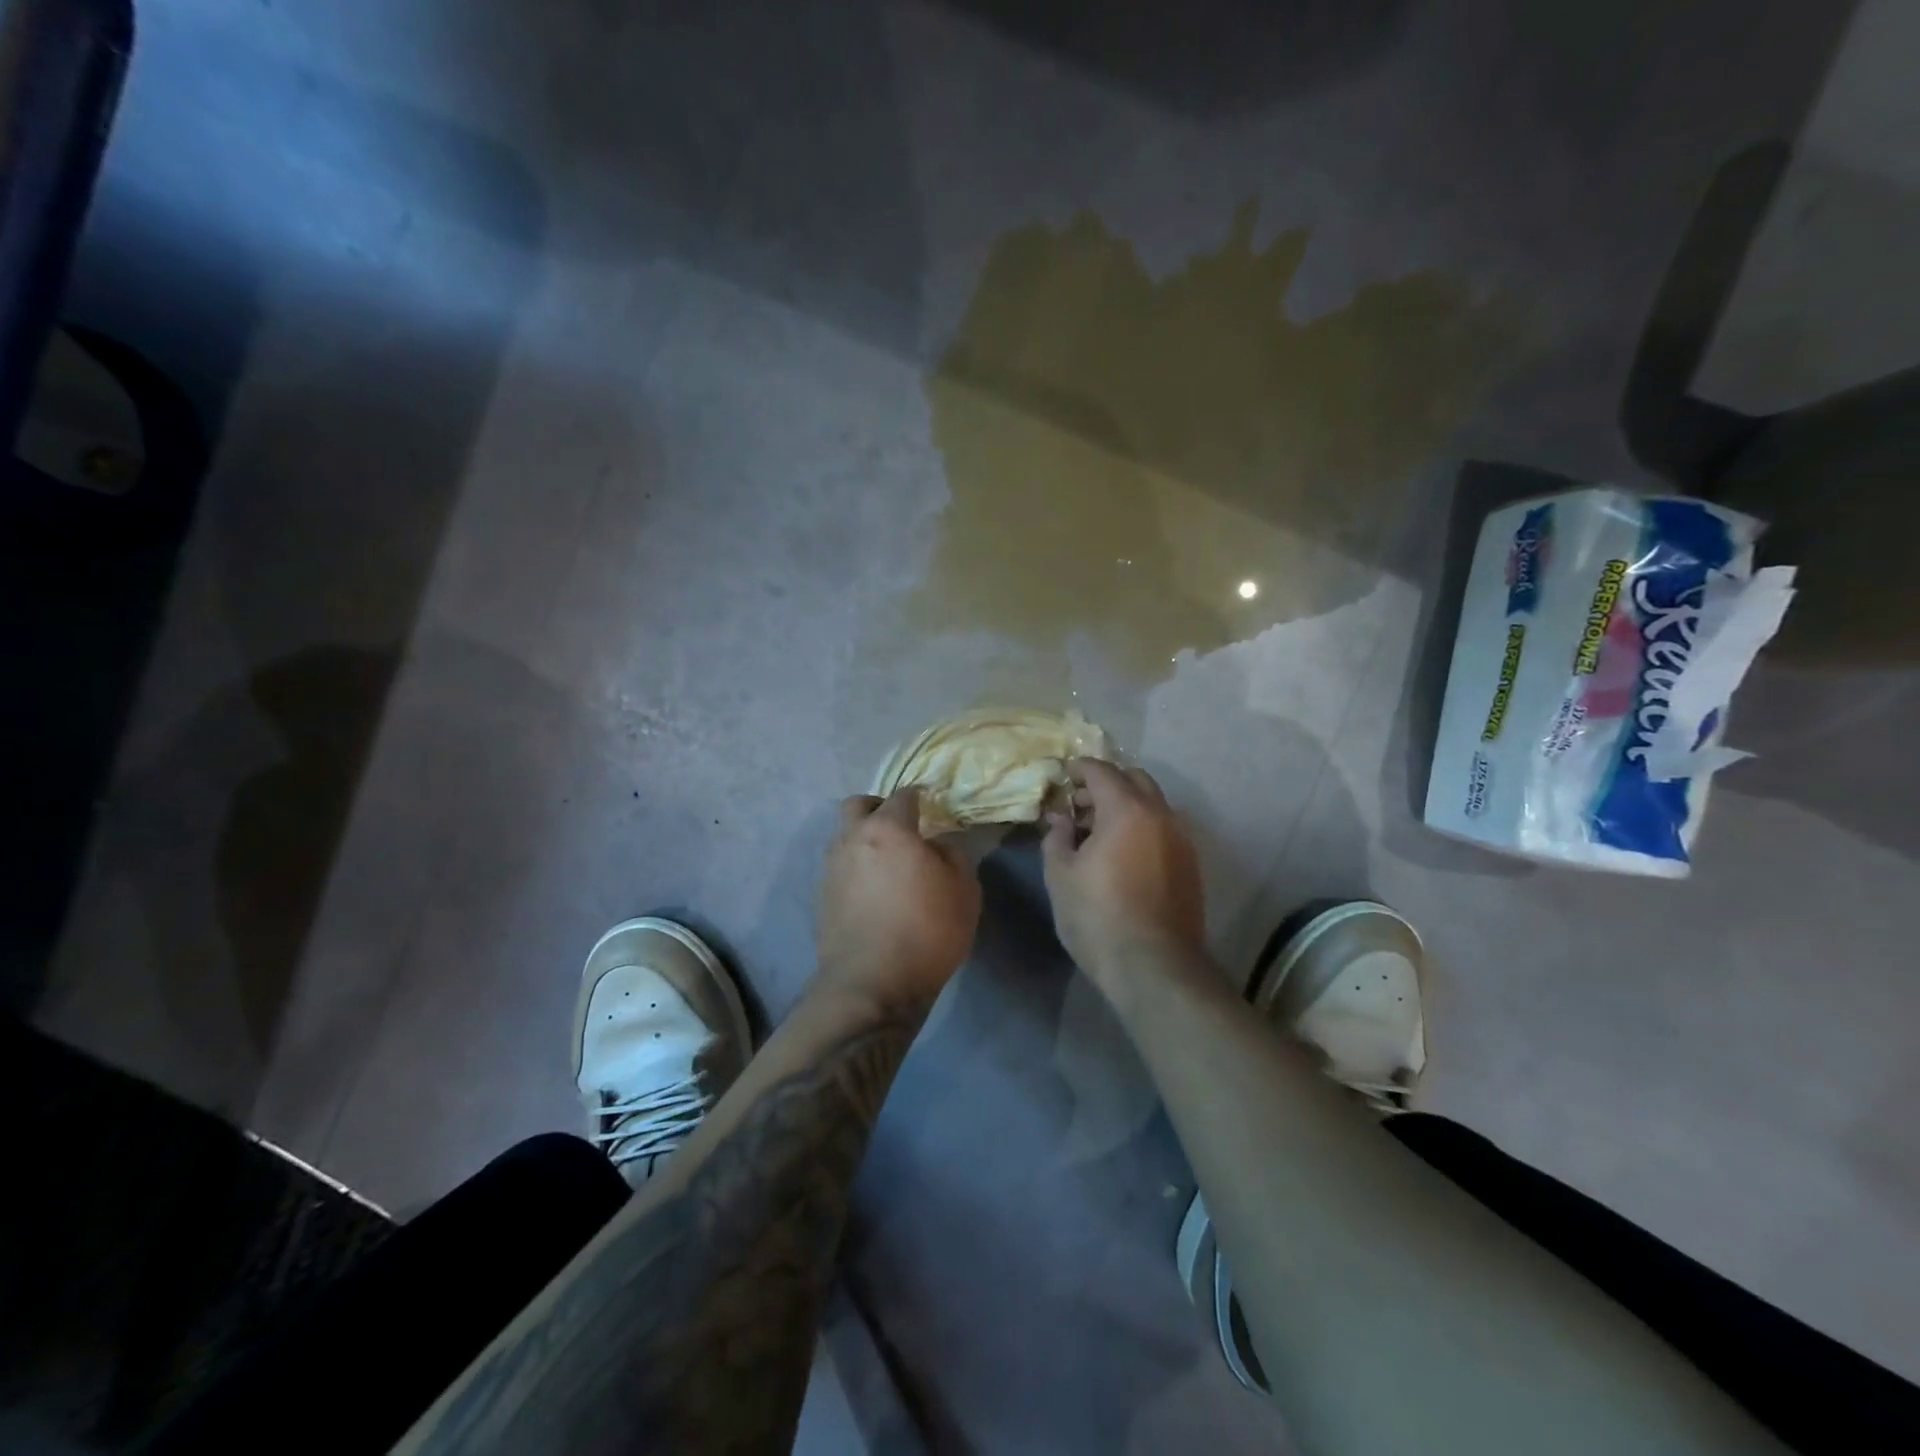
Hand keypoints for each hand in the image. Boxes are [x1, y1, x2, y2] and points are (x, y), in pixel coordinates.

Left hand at [817, 789, 981, 1009]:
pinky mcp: (821, 898)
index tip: (932, 807)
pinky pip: (839, 869)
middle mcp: (852, 839)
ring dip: (863, 840)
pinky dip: (855, 870)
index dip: (920, 797)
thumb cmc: (926, 930)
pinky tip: (873, 893)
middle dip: (879, 808)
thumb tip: (937, 845)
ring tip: (887, 864)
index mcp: (888, 829)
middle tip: (901, 828)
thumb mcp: (964, 889)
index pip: (903, 796)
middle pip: (858, 805)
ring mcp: (831, 869)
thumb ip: (953, 854)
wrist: (872, 985)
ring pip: (844, 837)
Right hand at [1043, 758, 1205, 988]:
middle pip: (1135, 780)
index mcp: (1127, 809)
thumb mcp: (1061, 874)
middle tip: (1081, 806)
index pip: (1102, 771)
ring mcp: (1182, 840)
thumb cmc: (1097, 916)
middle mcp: (1161, 815)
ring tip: (1099, 834)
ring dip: (1127, 806)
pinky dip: (1142, 828)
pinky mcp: (1191, 865)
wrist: (1154, 967)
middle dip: (1107, 784)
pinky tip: (1123, 856)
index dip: (1079, 769)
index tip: (1064, 777)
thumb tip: (1061, 818)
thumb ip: (1057, 837)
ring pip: (1153, 805)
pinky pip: (1164, 830)